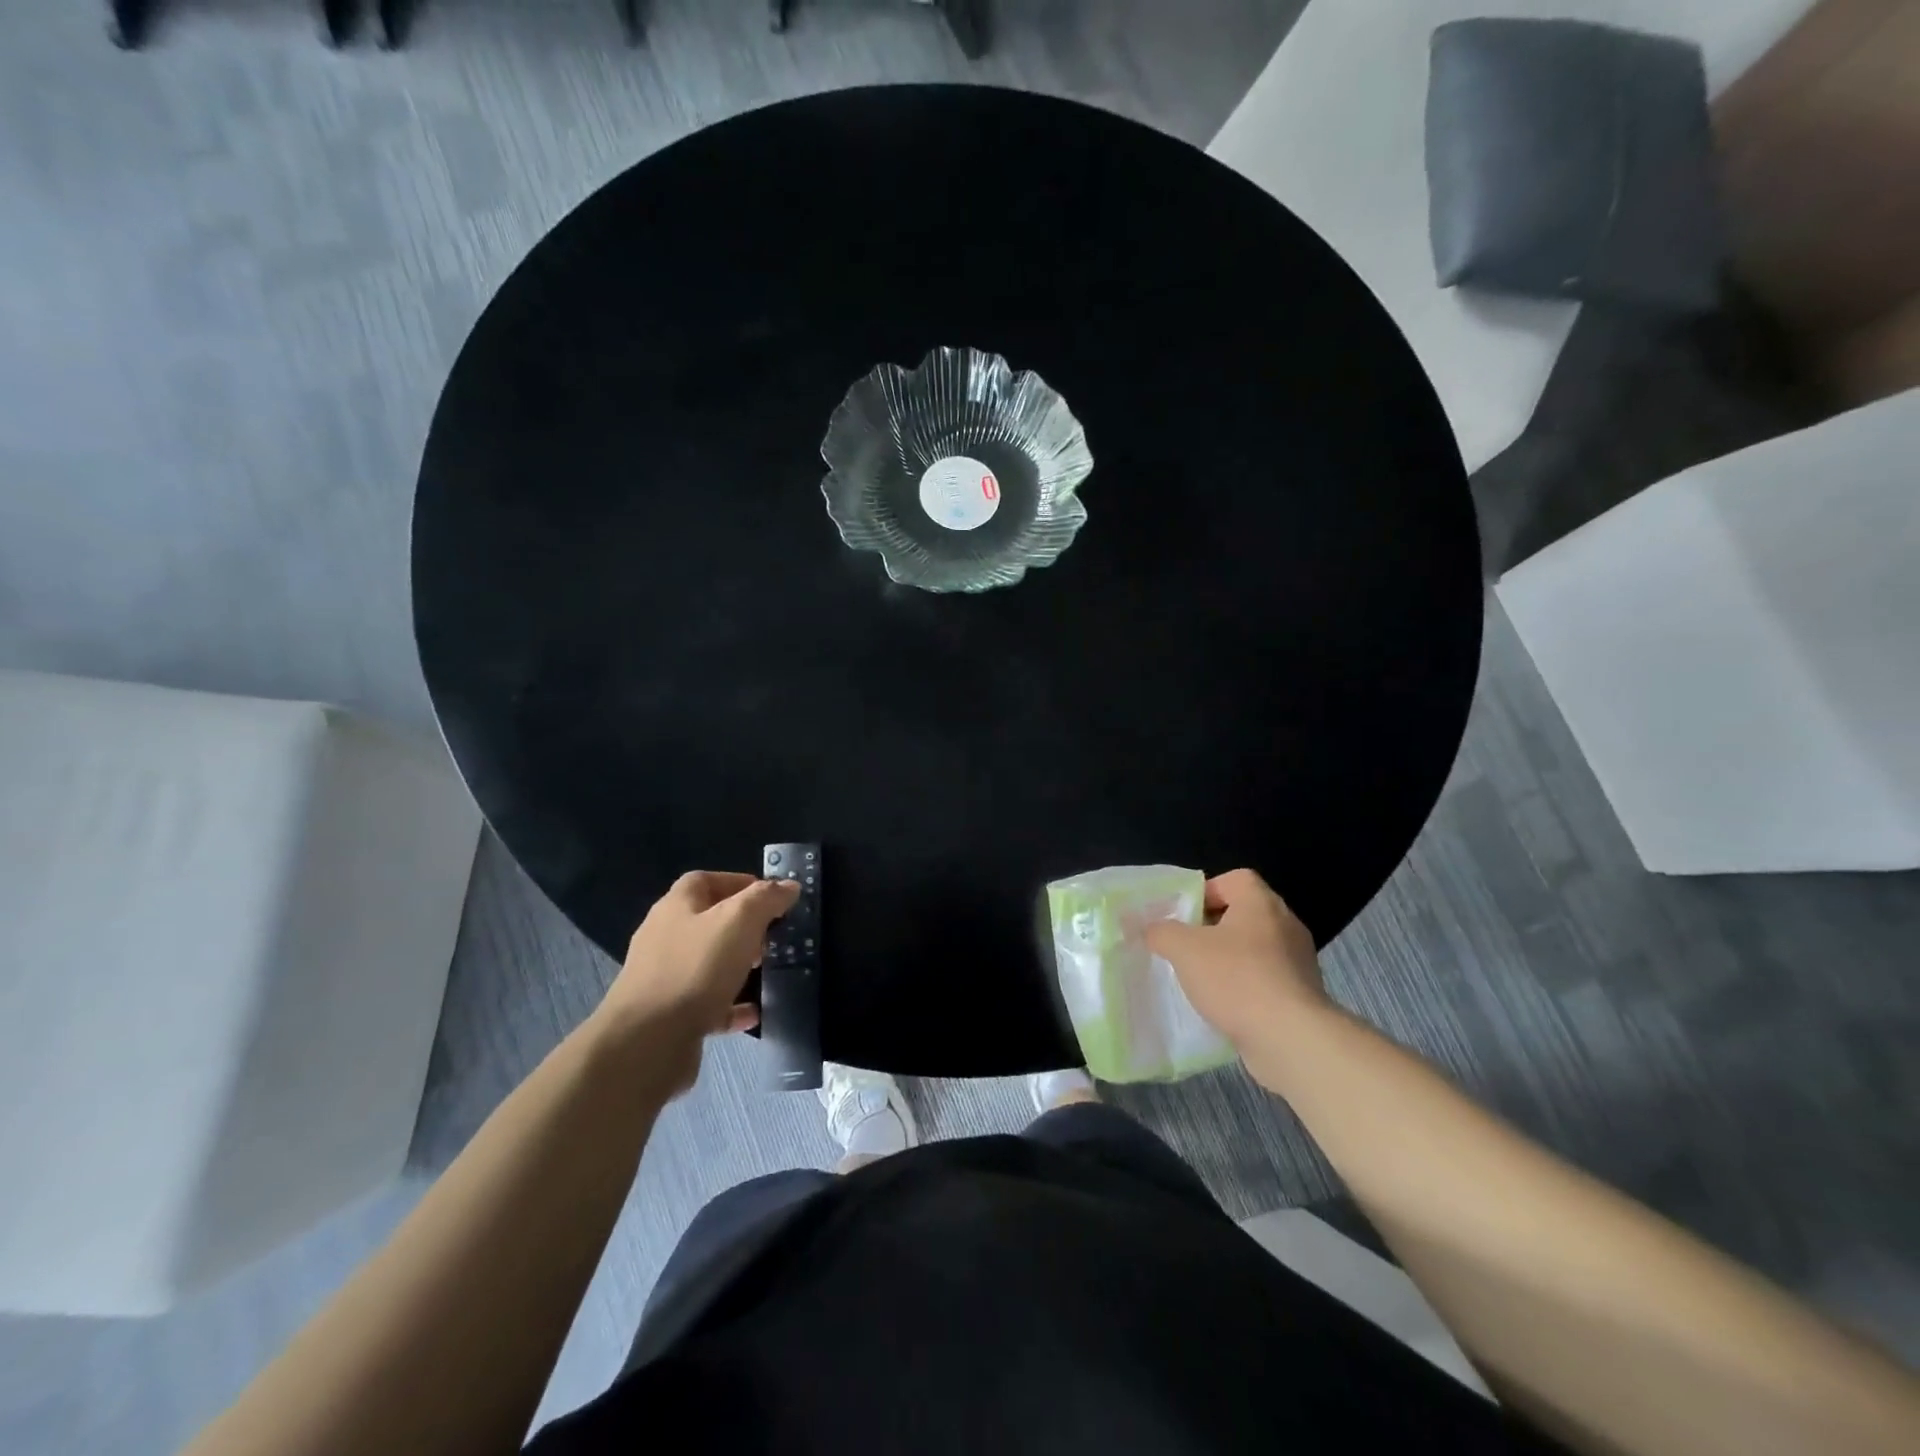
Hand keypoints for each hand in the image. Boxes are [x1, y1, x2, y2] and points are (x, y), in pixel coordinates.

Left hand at [596, 871, 799, 1092]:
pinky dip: (731, 1005)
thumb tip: (789, 886)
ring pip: (706, 963)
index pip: (705, 880)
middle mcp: (665, 937)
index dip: (738, 882)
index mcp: (676, 907)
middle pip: (706, 921)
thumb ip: (766, 899)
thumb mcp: (740, 921)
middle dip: (741, 926)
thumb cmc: (696, 968)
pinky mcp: (668, 1015)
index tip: (770, 897)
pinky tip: (753, 1013)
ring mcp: (664, 978)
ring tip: (764, 970)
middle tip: (770, 936)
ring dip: (736, 964)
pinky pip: (706, 1004)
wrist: (648, 1041)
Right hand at [1144, 869, 1332, 1091]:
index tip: (1185, 916)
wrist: (1290, 1039)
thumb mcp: (1184, 949)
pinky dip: (1246, 988)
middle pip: (1244, 914)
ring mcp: (1299, 962)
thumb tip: (1152, 929)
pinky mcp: (1303, 995)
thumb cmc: (1236, 979)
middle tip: (1187, 946)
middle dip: (1213, 928)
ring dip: (1229, 960)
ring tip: (1202, 980)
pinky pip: (1267, 980)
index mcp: (1261, 903)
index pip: (1235, 879)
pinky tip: (1225, 1006)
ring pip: (1255, 949)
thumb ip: (1162, 932)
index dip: (1207, 891)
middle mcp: (1286, 925)